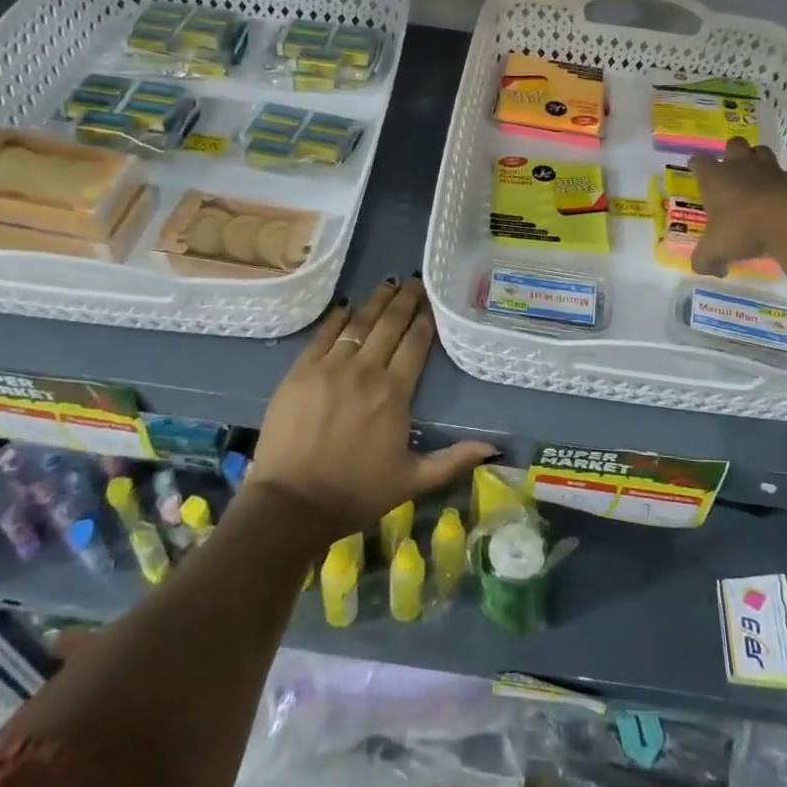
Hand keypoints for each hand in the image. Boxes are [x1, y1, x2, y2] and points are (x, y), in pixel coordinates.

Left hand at [249, 277, 496, 539]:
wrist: (291, 505)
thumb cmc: (356, 494)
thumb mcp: (412, 481)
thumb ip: (453, 460)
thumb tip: (495, 447)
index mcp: (394, 393)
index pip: (415, 344)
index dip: (425, 320)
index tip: (432, 302)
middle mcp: (365, 371)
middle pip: (389, 324)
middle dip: (405, 300)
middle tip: (414, 281)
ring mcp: (330, 367)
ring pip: (358, 323)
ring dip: (376, 301)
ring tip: (388, 283)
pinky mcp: (300, 371)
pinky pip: (323, 334)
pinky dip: (337, 317)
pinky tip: (347, 305)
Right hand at [687, 138, 786, 277]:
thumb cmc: (744, 229)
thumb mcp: (715, 251)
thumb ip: (705, 260)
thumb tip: (706, 269)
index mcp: (715, 178)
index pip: (699, 160)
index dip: (698, 165)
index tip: (698, 172)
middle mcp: (741, 167)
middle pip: (734, 145)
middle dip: (732, 154)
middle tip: (733, 172)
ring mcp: (771, 169)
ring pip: (762, 152)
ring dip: (759, 161)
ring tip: (760, 180)